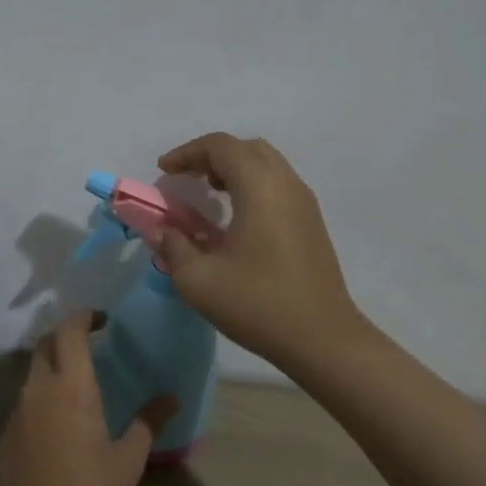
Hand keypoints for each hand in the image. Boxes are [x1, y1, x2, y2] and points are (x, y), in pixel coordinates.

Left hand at [0, 312, 176, 485]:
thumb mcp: (128, 459)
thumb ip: (148, 422)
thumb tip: (171, 398)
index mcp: (72, 387)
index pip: (70, 332)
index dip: (83, 317)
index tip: (101, 319)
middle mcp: (40, 388)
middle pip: (46, 343)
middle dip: (65, 335)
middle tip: (90, 343)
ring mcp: (19, 409)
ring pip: (34, 370)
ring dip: (53, 364)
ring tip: (78, 380)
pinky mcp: (8, 430)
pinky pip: (26, 398)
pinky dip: (43, 392)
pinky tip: (59, 418)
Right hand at [156, 133, 371, 371]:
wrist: (322, 338)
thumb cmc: (257, 304)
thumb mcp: (198, 280)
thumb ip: (173, 247)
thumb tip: (164, 231)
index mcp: (259, 187)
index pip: (220, 146)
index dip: (187, 153)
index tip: (163, 172)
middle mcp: (286, 184)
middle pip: (246, 148)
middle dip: (211, 156)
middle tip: (186, 178)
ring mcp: (304, 202)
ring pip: (266, 164)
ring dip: (234, 169)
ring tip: (209, 194)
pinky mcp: (312, 222)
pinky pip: (278, 184)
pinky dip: (252, 185)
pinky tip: (236, 217)